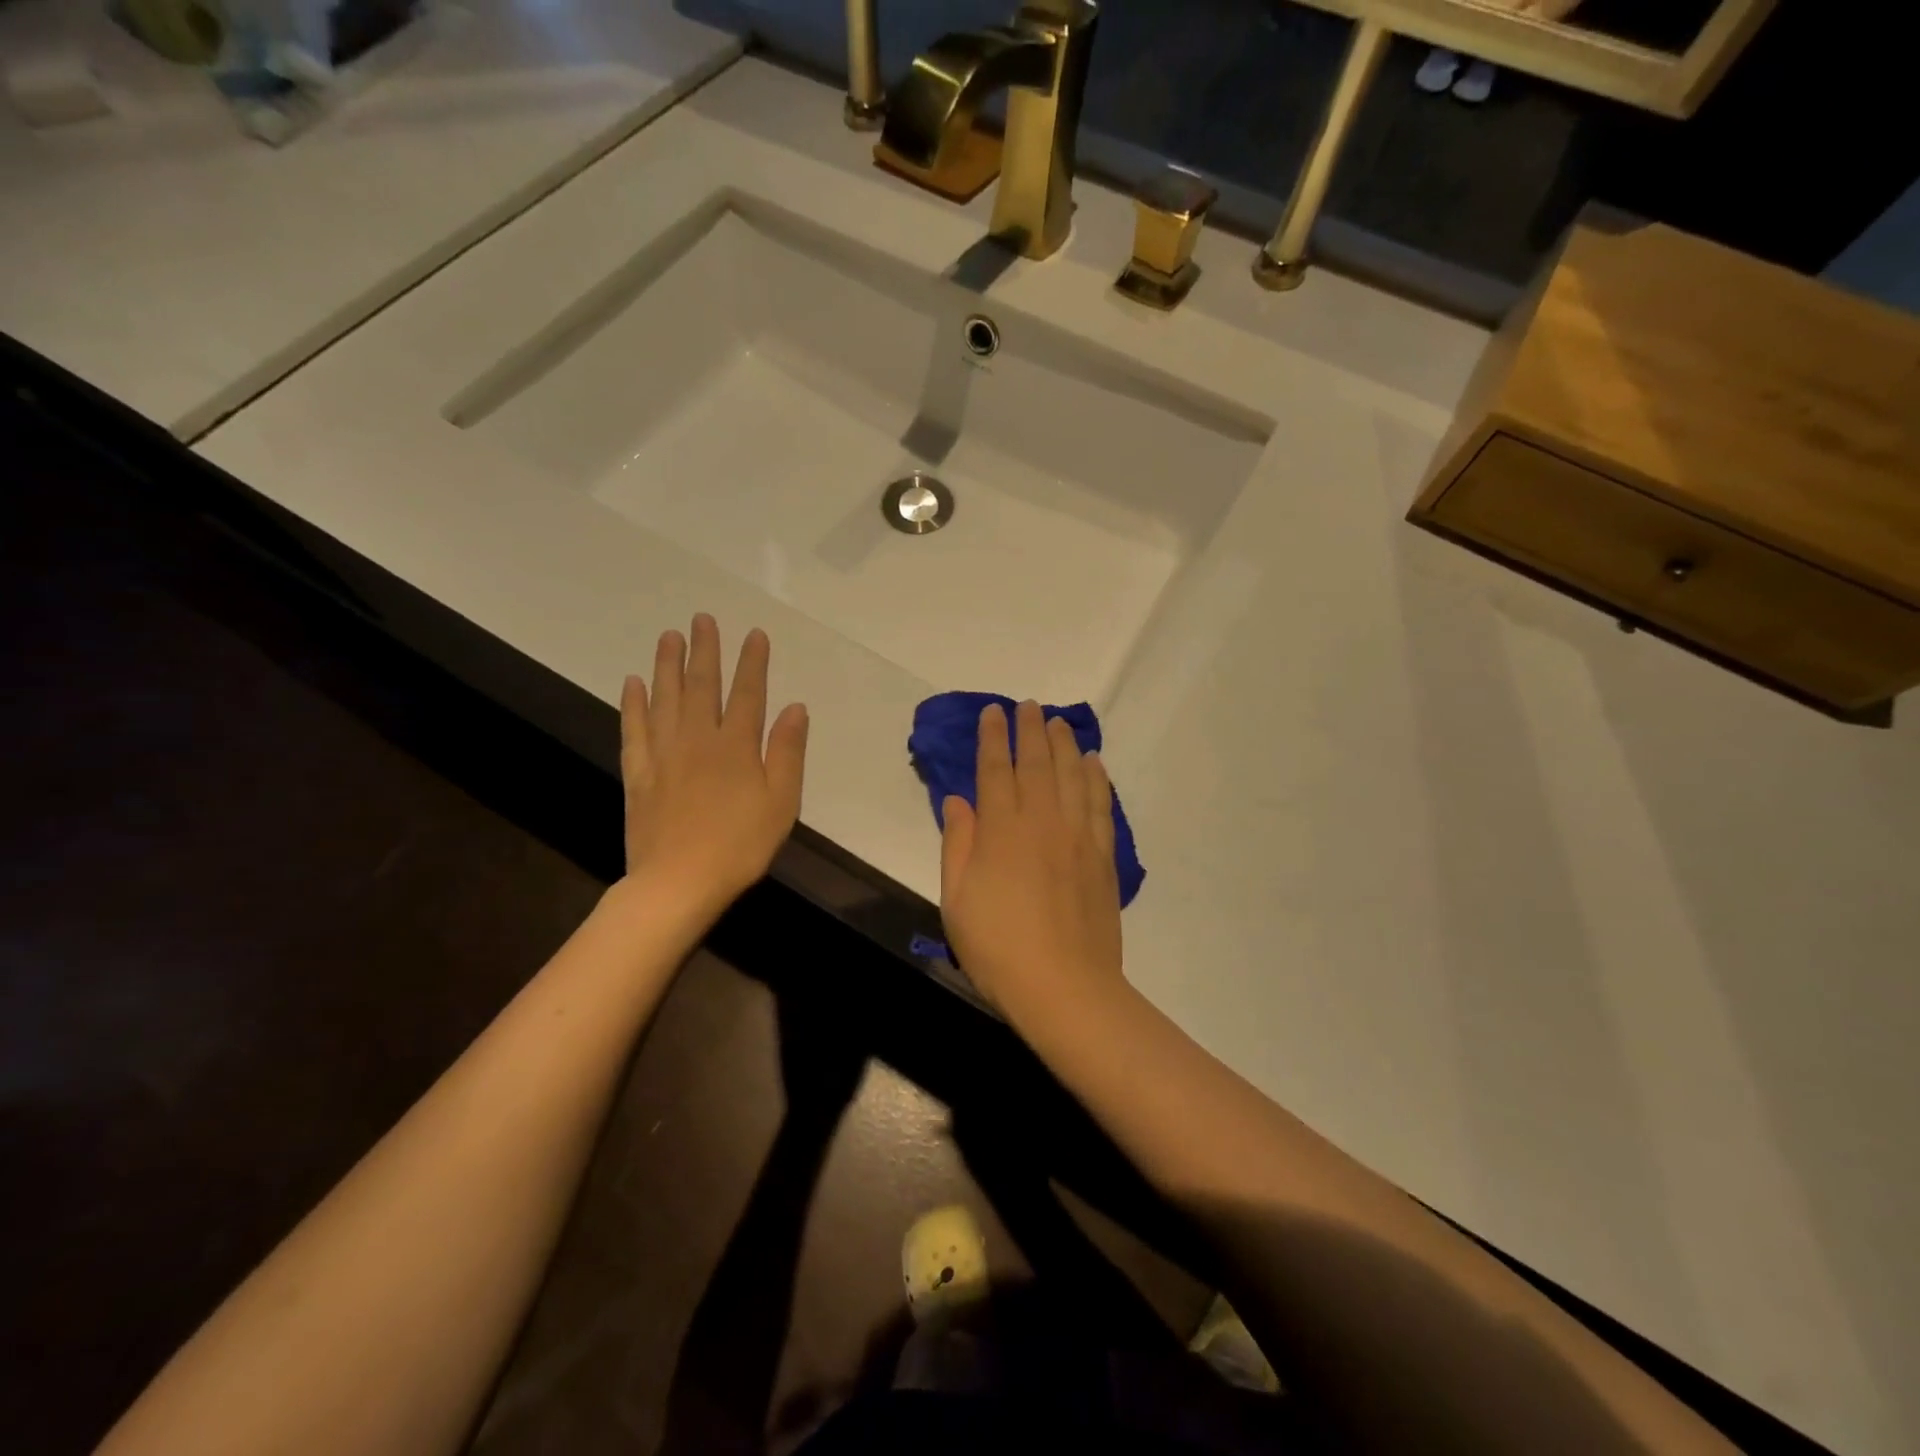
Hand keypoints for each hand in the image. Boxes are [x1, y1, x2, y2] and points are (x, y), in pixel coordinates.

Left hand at [620, 614, 807, 922]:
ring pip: (665, 699)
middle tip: (702, 619)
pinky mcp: (639, 774)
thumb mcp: (781, 803)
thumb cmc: (740, 845)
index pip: (748, 693)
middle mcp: (698, 740)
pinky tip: (633, 683)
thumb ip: (787, 752)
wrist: (678, 882)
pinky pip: (634, 729)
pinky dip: (633, 704)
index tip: (754, 634)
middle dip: (705, 651)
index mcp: (736, 747)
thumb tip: (794, 708)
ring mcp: (664, 754)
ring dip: (667, 665)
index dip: (752, 662)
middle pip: (702, 686)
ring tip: (669, 636)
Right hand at [939, 701, 1125, 1025]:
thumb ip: (957, 844)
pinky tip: (1094, 762)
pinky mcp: (1102, 855)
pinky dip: (1097, 778)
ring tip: (1059, 722)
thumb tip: (958, 801)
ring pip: (1072, 775)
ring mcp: (1077, 836)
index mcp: (1001, 830)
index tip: (993, 712)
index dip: (992, 738)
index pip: (995, 770)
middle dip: (1030, 730)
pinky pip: (1101, 804)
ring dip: (1065, 744)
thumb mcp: (956, 900)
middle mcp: (1042, 820)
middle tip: (1028, 705)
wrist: (1064, 986)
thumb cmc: (998, 948)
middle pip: (1037, 763)